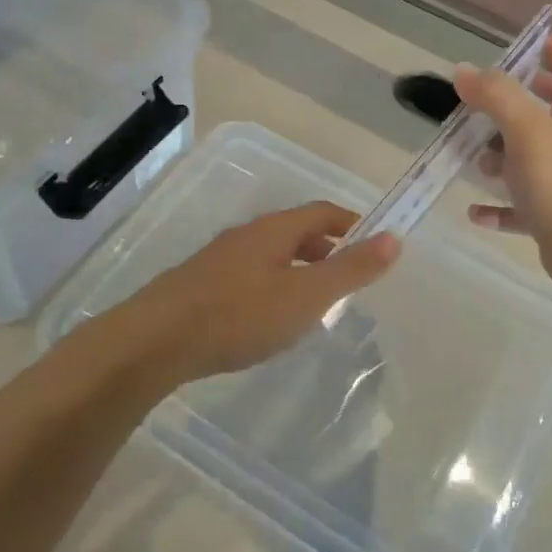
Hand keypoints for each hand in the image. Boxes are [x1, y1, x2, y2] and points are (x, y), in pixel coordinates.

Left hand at [114, 202, 400, 385]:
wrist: (157, 339)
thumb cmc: (240, 315)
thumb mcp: (306, 295)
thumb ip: (350, 269)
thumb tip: (394, 237)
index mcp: (274, 230)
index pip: (322, 212)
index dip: (352, 223)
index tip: (375, 243)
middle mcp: (246, 236)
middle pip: (295, 231)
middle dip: (326, 249)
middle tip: (349, 277)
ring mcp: (219, 260)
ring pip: (271, 255)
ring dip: (299, 269)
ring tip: (315, 301)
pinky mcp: (200, 285)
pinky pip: (249, 276)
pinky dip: (273, 287)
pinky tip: (269, 318)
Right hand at [454, 34, 551, 295]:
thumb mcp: (526, 129)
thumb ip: (496, 96)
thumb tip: (463, 72)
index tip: (524, 47)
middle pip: (549, 111)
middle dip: (513, 104)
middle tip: (480, 105)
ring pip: (529, 157)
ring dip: (499, 155)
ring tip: (474, 159)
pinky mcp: (551, 216)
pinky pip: (519, 205)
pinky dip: (496, 205)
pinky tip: (475, 210)